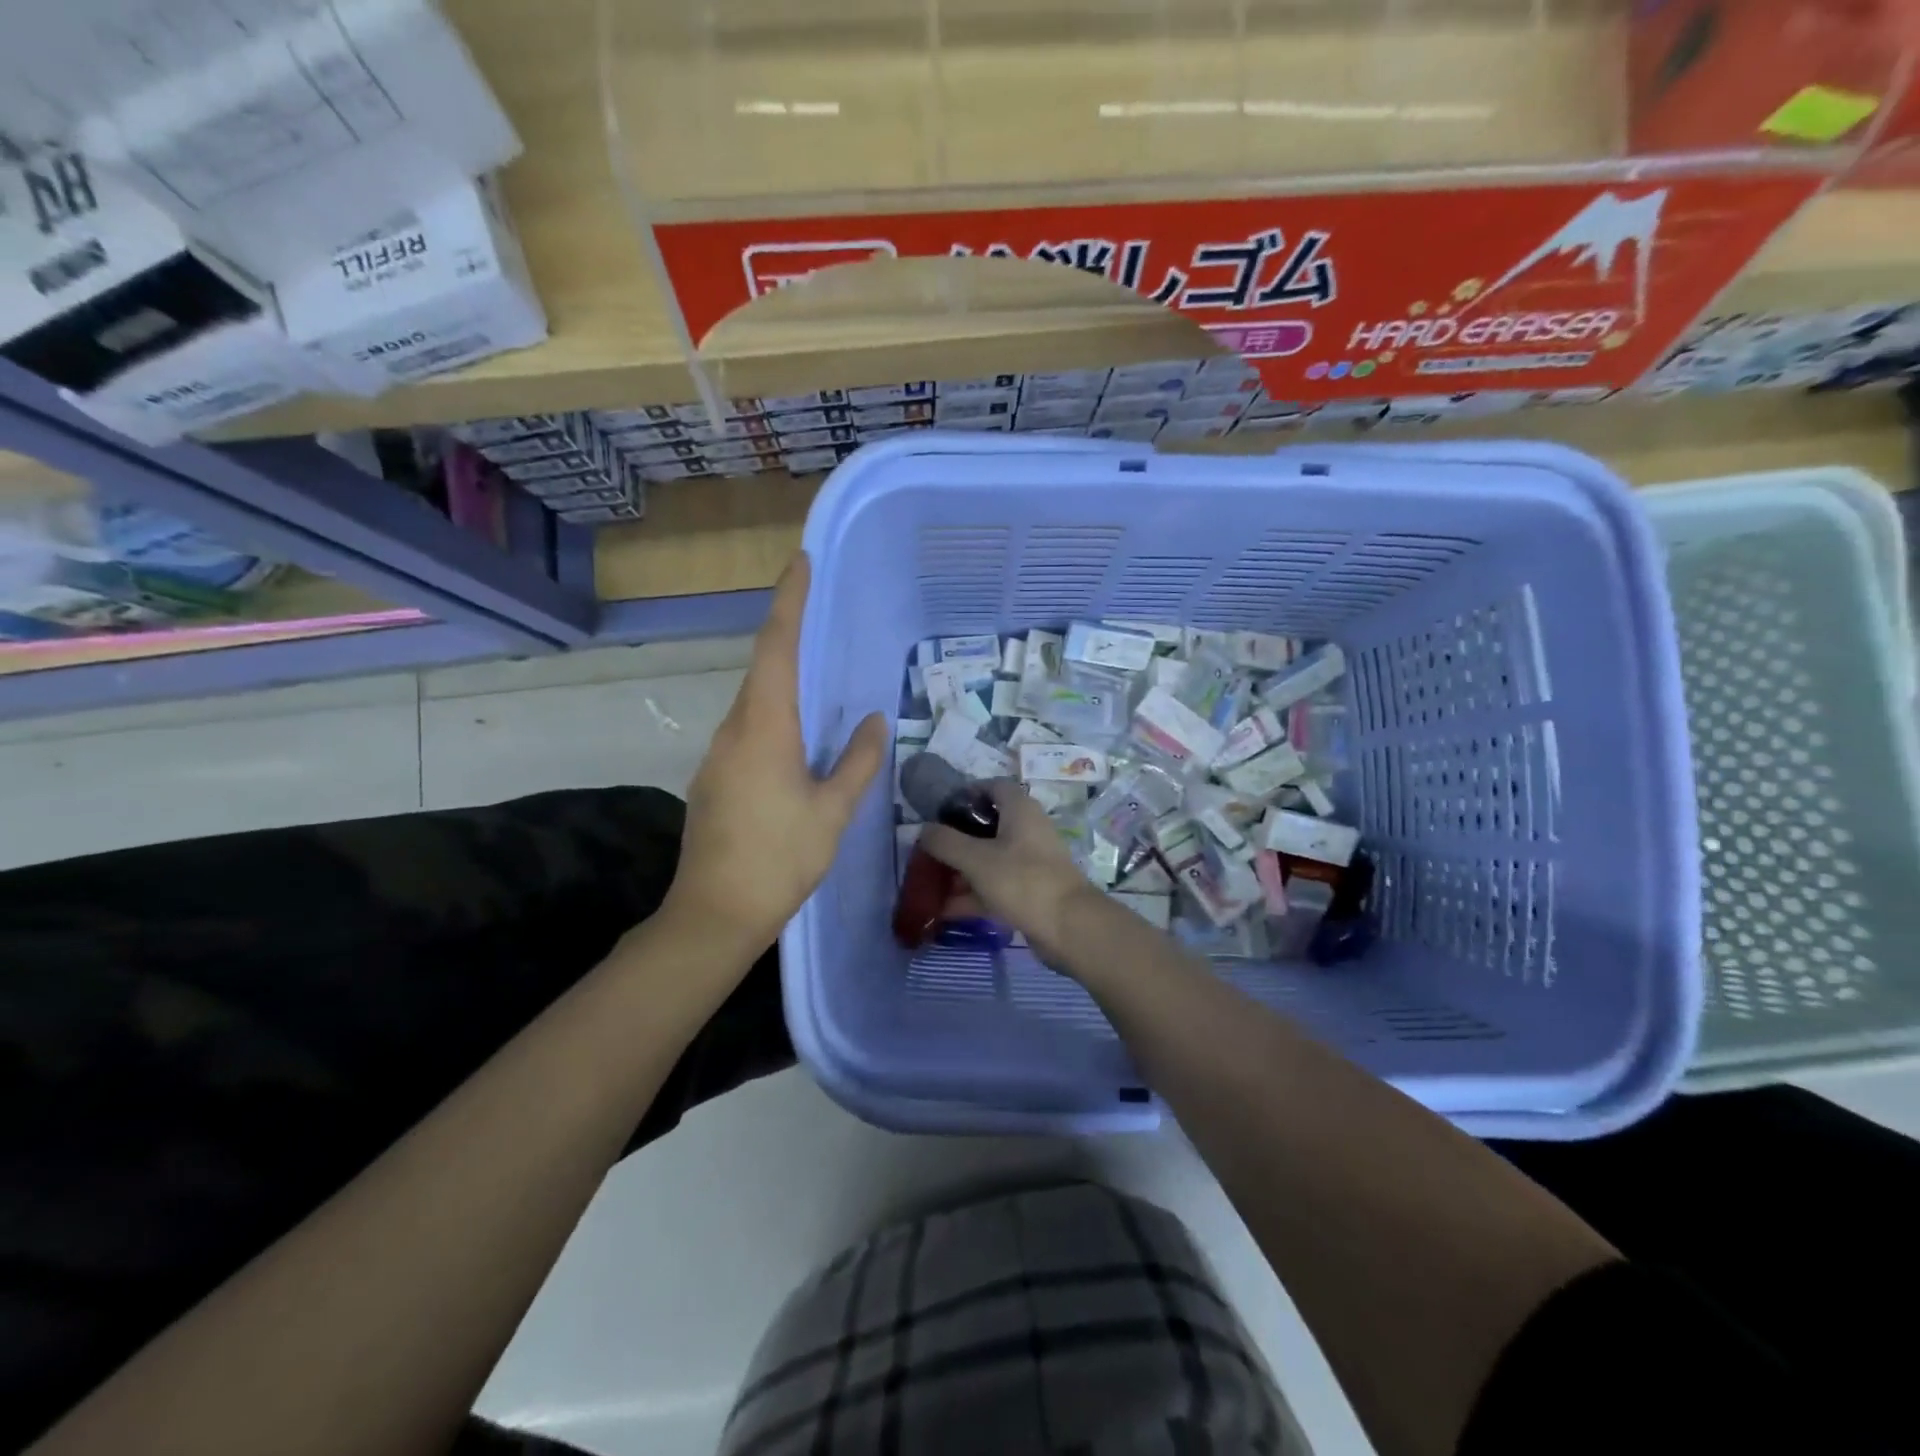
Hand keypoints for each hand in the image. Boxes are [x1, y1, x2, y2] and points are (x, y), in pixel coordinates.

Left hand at [663, 553, 885, 955]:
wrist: (715, 913)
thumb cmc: (780, 858)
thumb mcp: (833, 810)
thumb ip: (858, 761)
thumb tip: (874, 719)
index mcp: (764, 728)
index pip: (777, 648)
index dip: (789, 602)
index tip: (802, 563)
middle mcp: (734, 729)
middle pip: (763, 669)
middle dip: (788, 633)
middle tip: (820, 610)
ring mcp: (719, 755)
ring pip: (755, 701)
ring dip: (783, 678)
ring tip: (819, 672)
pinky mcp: (715, 778)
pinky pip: (749, 729)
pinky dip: (775, 714)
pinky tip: (799, 735)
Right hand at [920, 779, 1105, 967]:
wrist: (1069, 927)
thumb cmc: (1022, 880)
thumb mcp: (976, 859)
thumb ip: (945, 842)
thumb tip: (923, 829)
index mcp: (1020, 810)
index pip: (993, 787)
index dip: (967, 793)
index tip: (941, 811)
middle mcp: (1028, 830)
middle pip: (987, 826)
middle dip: (957, 840)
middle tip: (929, 852)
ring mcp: (1031, 862)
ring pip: (990, 859)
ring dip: (962, 871)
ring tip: (930, 884)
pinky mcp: (1032, 891)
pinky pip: (996, 886)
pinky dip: (974, 894)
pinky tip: (946, 910)